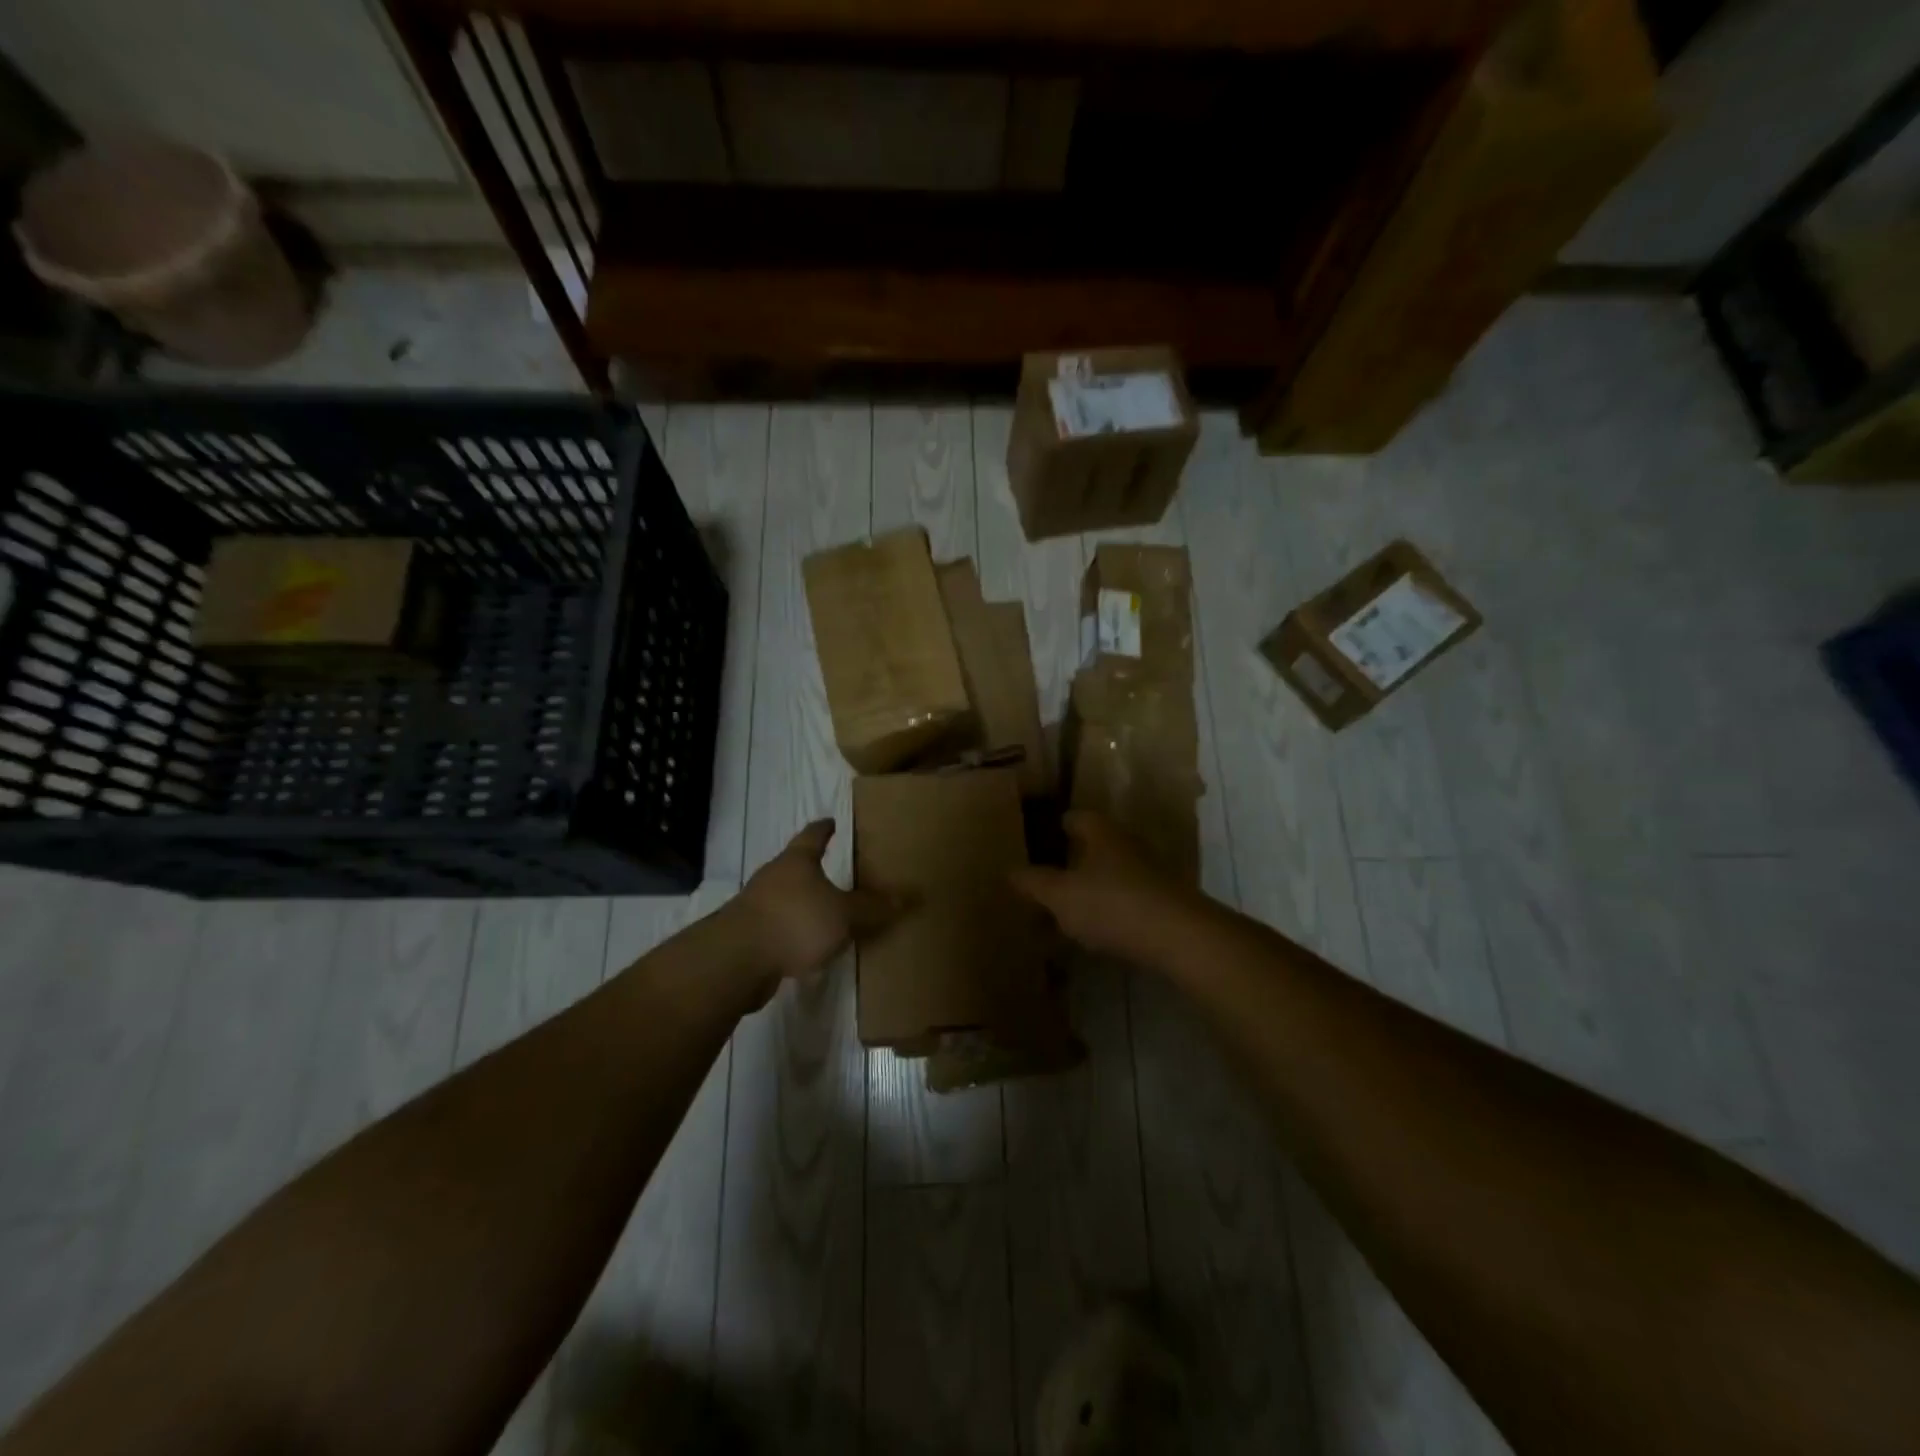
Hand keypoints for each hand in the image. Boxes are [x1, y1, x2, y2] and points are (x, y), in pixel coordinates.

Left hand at [731, 819, 897, 990]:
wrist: (736, 960)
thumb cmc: (794, 922)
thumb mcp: (843, 914)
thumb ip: (873, 907)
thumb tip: (909, 897)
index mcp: (796, 861)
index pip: (813, 835)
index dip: (825, 828)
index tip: (834, 822)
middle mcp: (773, 877)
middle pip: (796, 866)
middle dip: (815, 869)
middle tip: (839, 871)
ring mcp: (756, 906)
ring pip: (786, 899)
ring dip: (804, 905)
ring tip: (828, 914)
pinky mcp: (749, 936)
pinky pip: (779, 928)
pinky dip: (793, 933)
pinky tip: (808, 948)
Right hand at [1011, 812, 1205, 961]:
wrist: (1180, 937)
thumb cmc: (1113, 904)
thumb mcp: (1060, 896)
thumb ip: (1034, 882)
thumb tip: (1010, 871)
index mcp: (1100, 832)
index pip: (1073, 818)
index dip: (1054, 826)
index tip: (1036, 839)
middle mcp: (1126, 844)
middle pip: (1093, 846)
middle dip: (1070, 861)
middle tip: (1043, 879)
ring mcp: (1148, 873)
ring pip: (1109, 875)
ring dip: (1089, 889)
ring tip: (1063, 911)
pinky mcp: (1162, 902)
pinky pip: (1125, 900)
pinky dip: (1107, 911)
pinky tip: (1093, 933)